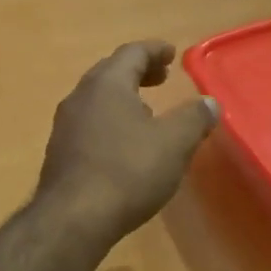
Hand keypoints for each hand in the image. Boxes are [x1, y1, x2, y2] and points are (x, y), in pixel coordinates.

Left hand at [38, 41, 218, 244]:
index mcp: (107, 85)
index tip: (172, 54)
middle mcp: (80, 97)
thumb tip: (210, 103)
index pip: (132, 53)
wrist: (73, 219)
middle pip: (110, 73)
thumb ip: (194, 118)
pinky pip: (88, 125)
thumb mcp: (173, 143)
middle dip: (137, 72)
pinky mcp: (59, 154)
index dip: (154, 50)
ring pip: (96, 100)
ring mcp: (64, 126)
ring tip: (146, 112)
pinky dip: (109, 122)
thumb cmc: (128, 172)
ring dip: (122, 98)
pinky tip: (123, 145)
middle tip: (161, 78)